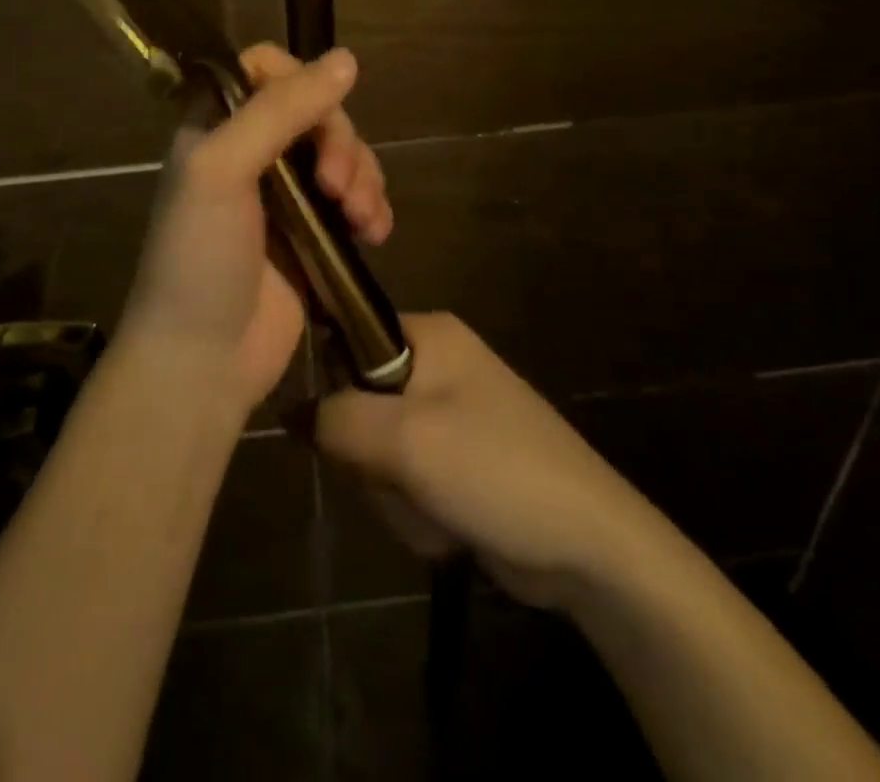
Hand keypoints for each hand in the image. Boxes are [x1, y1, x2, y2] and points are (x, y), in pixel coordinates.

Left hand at [120, 44, 394, 417]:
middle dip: (340, 142)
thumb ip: (278, 110)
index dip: (298, 79)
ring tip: (359, 217)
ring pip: (344, 153)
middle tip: (336, 187)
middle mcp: (252, 150)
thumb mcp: (221, 170)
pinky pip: (357, 197)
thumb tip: (347, 59)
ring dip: (363, 176)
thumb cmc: (199, 257)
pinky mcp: (315, 233)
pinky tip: (375, 232)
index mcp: (217, 125)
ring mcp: (286, 194)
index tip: (318, 111)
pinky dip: (373, 207)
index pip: (263, 68)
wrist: (202, 360)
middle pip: (317, 110)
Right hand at [315, 313, 660, 609]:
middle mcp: (435, 362)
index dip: (336, 386)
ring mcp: (447, 413)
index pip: (345, 337)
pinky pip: (404, 478)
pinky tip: (450, 525)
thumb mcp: (405, 439)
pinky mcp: (456, 459)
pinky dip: (417, 508)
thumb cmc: (497, 469)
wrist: (591, 546)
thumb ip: (336, 418)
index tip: (348, 429)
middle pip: (357, 403)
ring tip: (437, 507)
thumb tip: (288, 412)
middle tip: (404, 477)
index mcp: (427, 333)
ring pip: (377, 450)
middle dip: (371, 457)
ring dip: (394, 492)